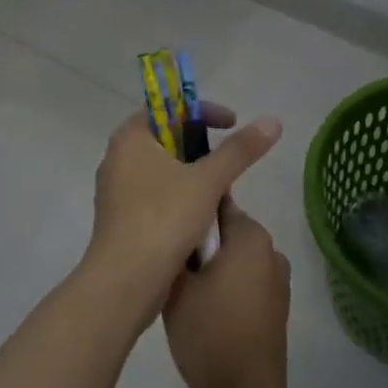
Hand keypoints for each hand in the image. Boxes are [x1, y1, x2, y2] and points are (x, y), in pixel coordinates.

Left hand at [81, 103, 281, 324]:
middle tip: (227, 159)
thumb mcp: (208, 181)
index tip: (231, 124)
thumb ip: (239, 150)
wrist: (125, 281)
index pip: (167, 107)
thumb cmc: (163, 218)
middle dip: (199, 145)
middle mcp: (117, 158)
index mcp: (130, 138)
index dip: (202, 111)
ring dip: (191, 175)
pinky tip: (200, 217)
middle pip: (164, 138)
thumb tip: (272, 121)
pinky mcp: (120, 219)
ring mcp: (115, 191)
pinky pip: (154, 196)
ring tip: (218, 191)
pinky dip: (178, 197)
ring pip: (160, 170)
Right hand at [163, 200, 291, 387]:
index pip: (216, 204)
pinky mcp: (275, 307)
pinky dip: (225, 286)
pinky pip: (244, 281)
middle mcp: (271, 251)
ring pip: (234, 259)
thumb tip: (173, 231)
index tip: (166, 225)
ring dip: (212, 266)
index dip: (190, 211)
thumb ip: (176, 250)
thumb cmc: (208, 333)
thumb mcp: (177, 287)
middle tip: (167, 259)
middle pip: (226, 232)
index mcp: (251, 237)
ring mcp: (277, 280)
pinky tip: (202, 307)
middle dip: (199, 241)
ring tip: (181, 286)